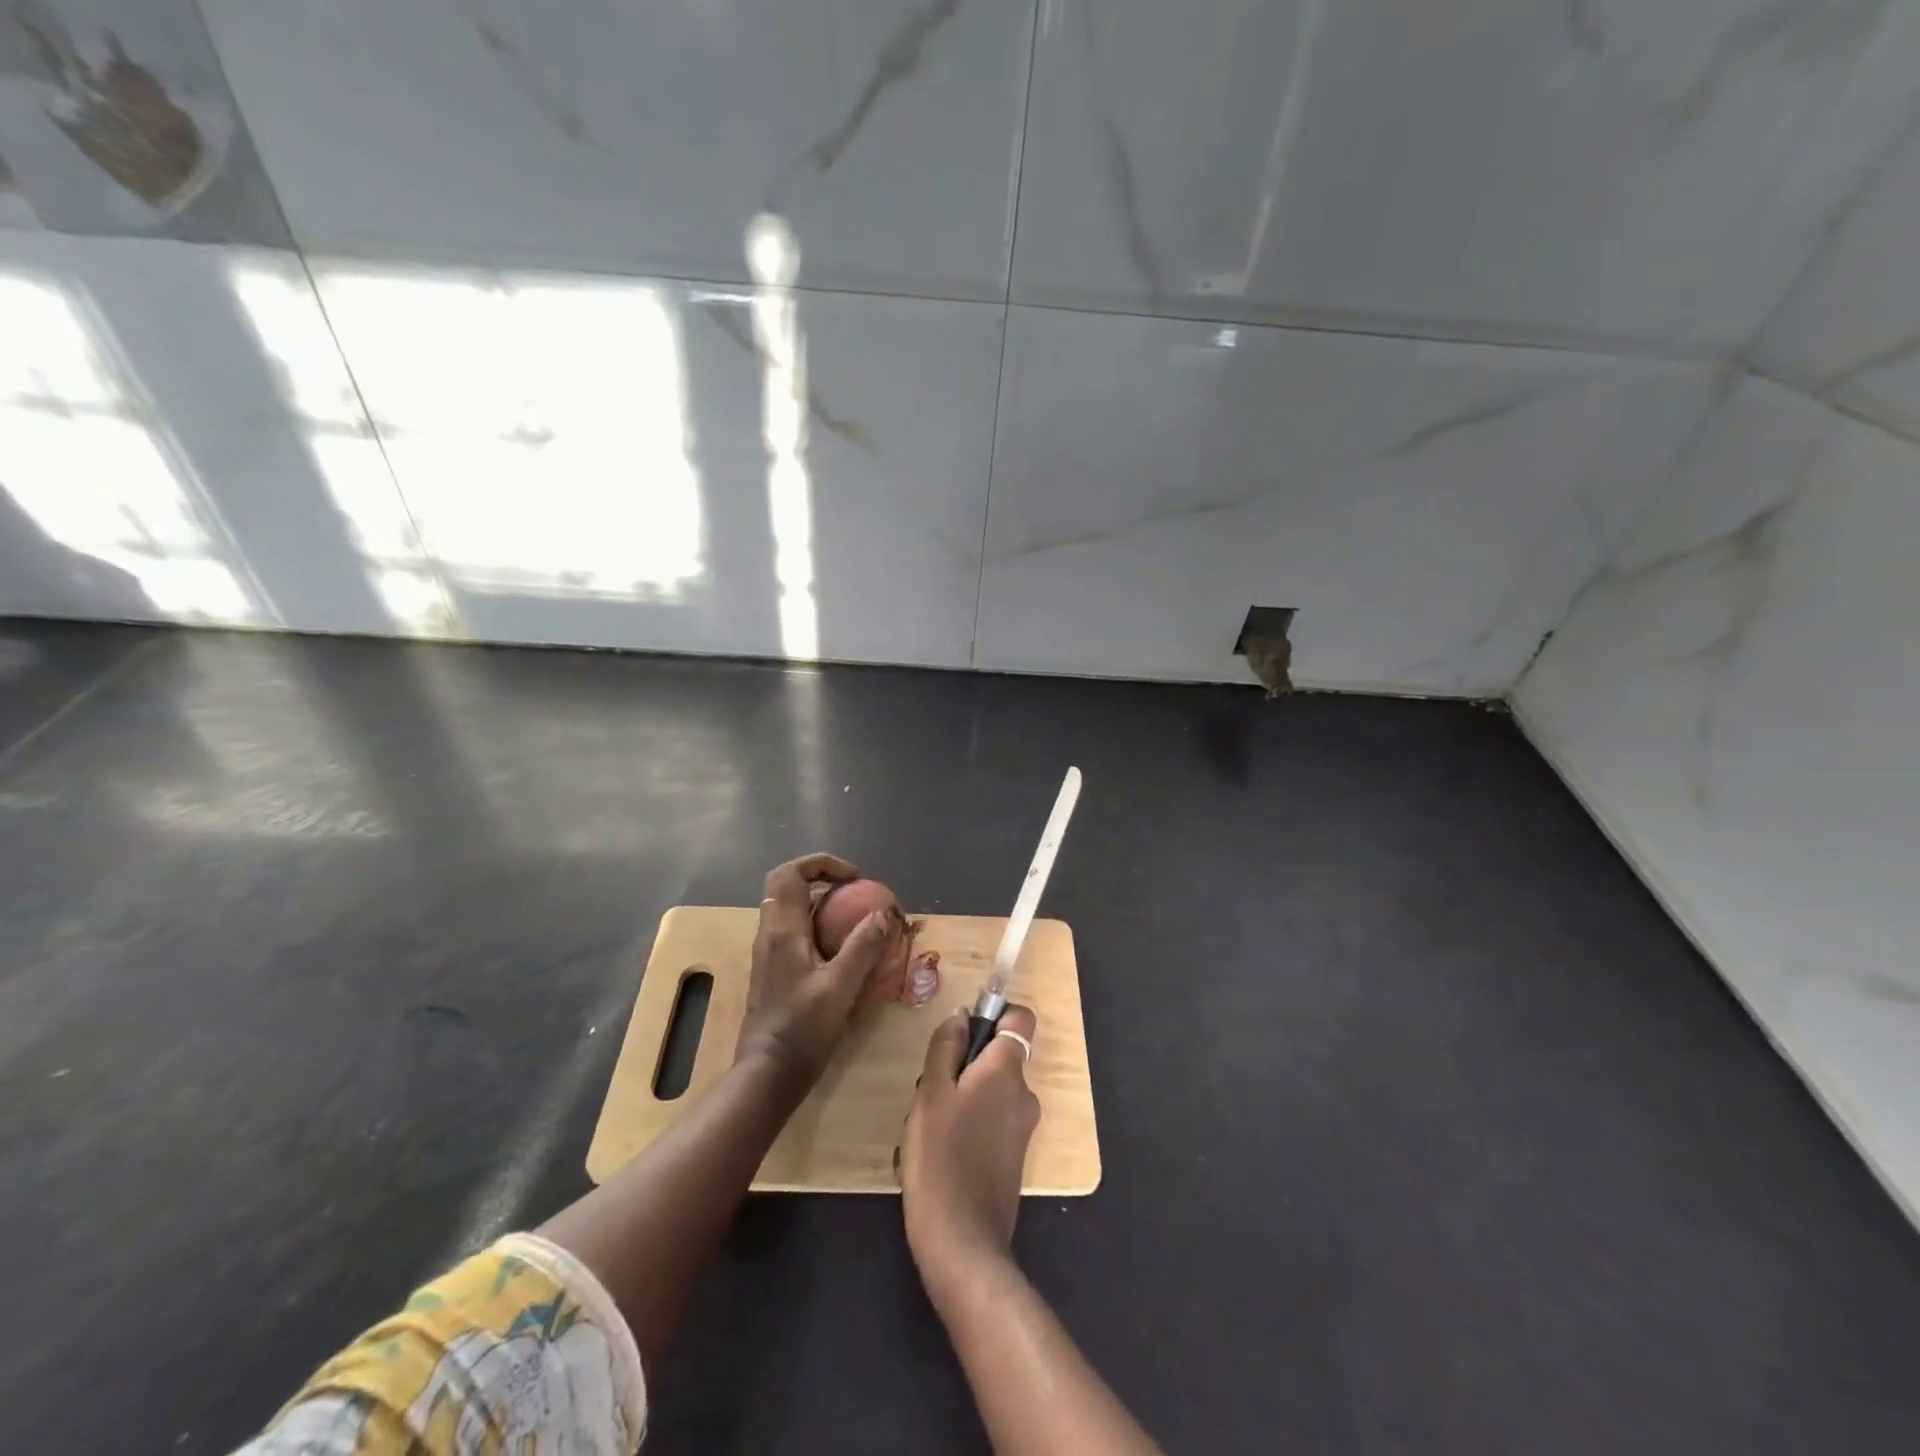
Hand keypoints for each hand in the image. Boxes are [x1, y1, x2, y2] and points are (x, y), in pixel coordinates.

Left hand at [736, 853, 894, 1087]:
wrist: (766, 1076)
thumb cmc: (802, 1030)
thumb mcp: (841, 987)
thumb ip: (864, 947)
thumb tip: (886, 913)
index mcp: (782, 930)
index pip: (791, 873)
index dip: (822, 863)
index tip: (855, 878)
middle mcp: (770, 935)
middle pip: (790, 888)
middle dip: (825, 882)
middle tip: (857, 894)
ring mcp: (769, 955)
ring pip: (793, 912)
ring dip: (824, 907)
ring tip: (857, 922)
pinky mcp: (774, 973)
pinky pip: (796, 935)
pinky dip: (820, 930)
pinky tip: (844, 955)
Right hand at [900, 1004, 1040, 1289]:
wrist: (963, 1243)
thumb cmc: (941, 1157)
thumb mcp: (931, 1093)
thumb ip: (946, 1047)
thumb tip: (962, 1015)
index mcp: (1007, 1070)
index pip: (1020, 1018)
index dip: (994, 1016)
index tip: (962, 1034)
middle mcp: (1024, 1093)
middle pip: (997, 1058)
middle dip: (962, 1066)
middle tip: (928, 1093)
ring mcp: (1022, 1128)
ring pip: (988, 1091)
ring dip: (959, 1099)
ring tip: (925, 1128)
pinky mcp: (1013, 1157)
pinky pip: (990, 1121)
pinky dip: (967, 1125)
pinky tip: (936, 1154)